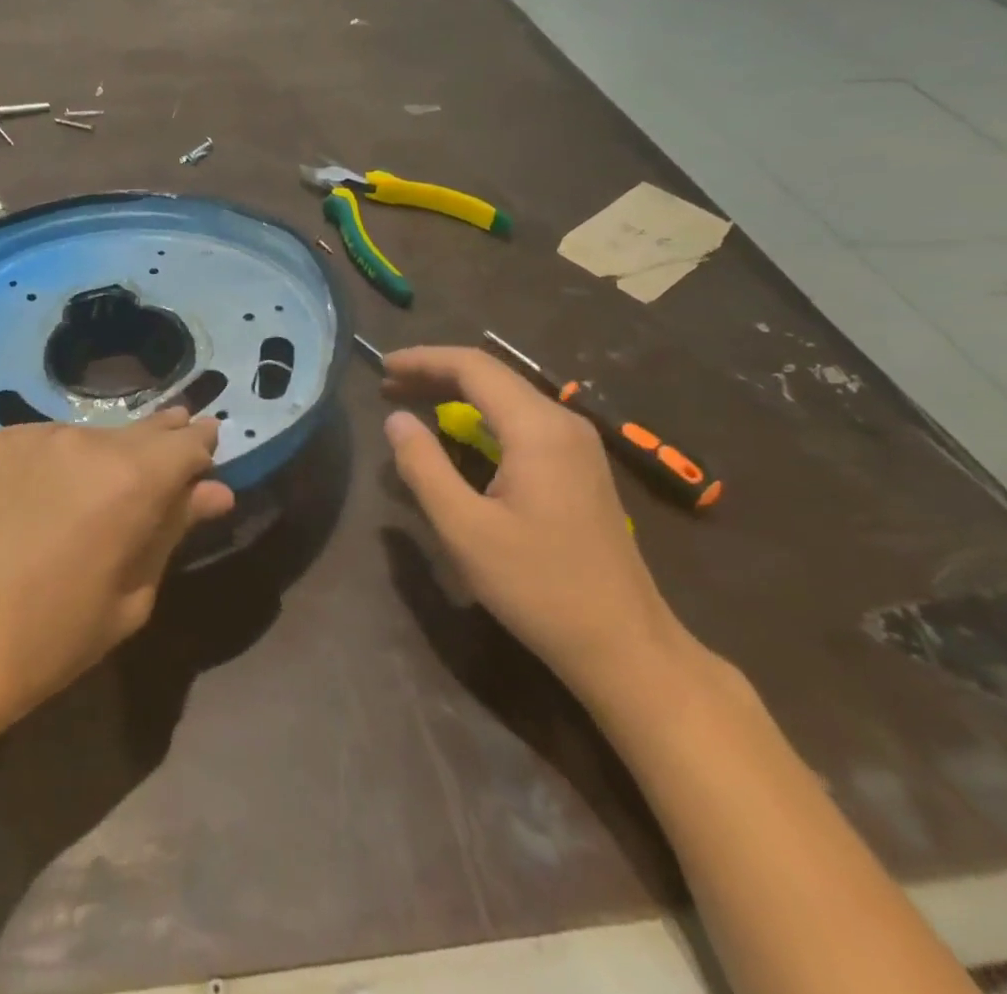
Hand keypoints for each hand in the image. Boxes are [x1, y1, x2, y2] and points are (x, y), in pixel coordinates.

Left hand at [0, 410, 233, 741]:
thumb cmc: (49, 641)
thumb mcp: (130, 597)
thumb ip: (172, 532)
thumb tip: (215, 492)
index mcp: (133, 478)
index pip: (188, 442)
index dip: (201, 448)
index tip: (204, 458)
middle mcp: (86, 439)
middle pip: (141, 429)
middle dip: (159, 444)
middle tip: (157, 472)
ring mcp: (31, 434)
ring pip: (87, 436)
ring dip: (100, 457)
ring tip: (87, 495)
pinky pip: (38, 443)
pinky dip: (48, 463)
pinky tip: (32, 499)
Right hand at [380, 346, 685, 702]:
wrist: (625, 646)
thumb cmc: (539, 587)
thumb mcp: (465, 529)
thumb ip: (424, 466)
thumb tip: (395, 419)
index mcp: (537, 429)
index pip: (473, 367)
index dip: (423, 360)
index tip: (381, 368)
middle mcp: (562, 423)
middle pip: (492, 375)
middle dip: (436, 373)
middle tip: (388, 386)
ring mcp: (577, 445)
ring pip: (508, 396)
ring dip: (458, 391)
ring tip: (413, 401)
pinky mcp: (580, 467)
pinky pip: (522, 420)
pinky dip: (481, 414)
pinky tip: (459, 431)